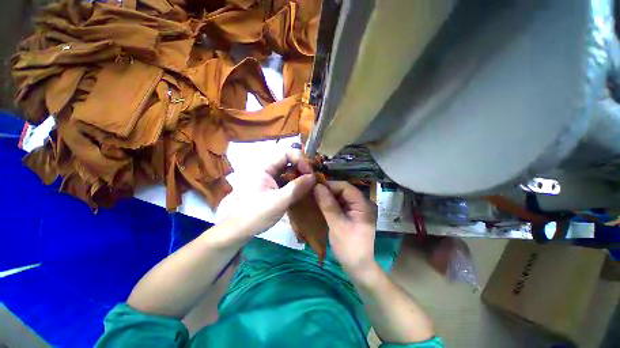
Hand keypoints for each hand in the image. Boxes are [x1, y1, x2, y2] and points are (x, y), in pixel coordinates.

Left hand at [226, 150, 315, 238]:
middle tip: (313, 178)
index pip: (286, 153)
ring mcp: (269, 178)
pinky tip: (302, 190)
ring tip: (310, 184)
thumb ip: (297, 188)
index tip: (310, 173)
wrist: (238, 230)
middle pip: (288, 160)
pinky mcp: (271, 186)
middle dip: (302, 167)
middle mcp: (266, 169)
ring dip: (300, 175)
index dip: (300, 159)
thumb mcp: (278, 201)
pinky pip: (286, 180)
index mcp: (264, 167)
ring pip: (288, 170)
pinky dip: (295, 183)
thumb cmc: (255, 214)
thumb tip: (314, 177)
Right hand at [314, 182, 376, 273]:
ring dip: (328, 197)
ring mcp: (356, 210)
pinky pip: (340, 205)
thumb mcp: (337, 225)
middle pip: (343, 191)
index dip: (330, 185)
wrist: (358, 268)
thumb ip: (328, 205)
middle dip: (328, 191)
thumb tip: (317, 187)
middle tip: (312, 193)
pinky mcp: (351, 216)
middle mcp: (361, 204)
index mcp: (362, 205)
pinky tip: (320, 206)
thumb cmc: (349, 247)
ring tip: (314, 198)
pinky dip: (330, 204)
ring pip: (340, 197)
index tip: (315, 188)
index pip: (345, 187)